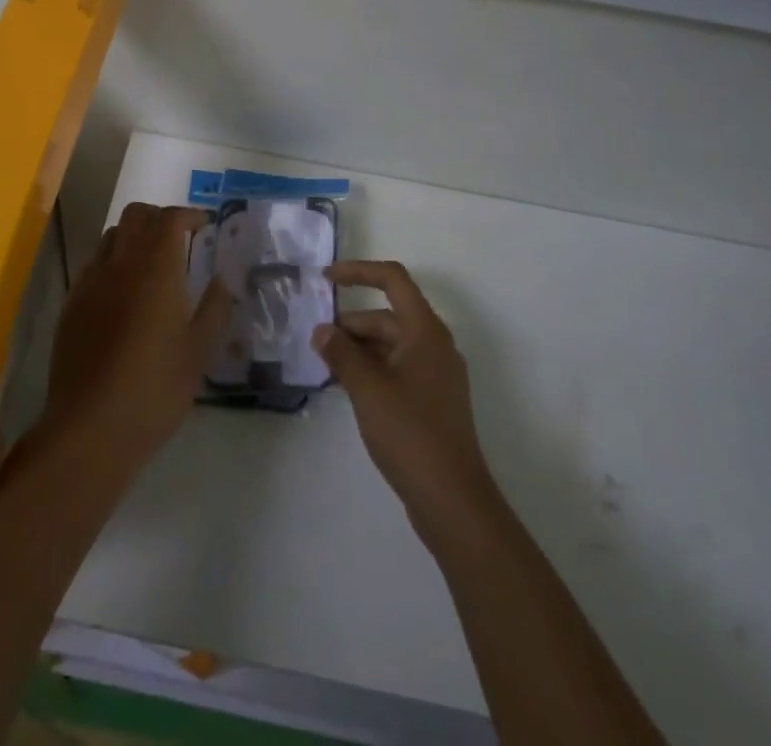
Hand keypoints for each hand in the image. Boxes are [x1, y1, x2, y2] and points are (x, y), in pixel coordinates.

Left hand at [43, 204, 231, 462]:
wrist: (90, 426)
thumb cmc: (155, 388)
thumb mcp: (199, 352)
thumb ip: (215, 307)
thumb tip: (224, 279)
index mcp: (156, 268)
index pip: (171, 219)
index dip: (189, 215)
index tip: (204, 227)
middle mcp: (121, 263)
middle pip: (137, 215)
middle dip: (160, 217)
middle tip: (179, 239)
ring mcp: (91, 281)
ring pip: (112, 235)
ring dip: (134, 235)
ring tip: (151, 263)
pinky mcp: (72, 303)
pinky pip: (94, 263)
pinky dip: (112, 261)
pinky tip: (122, 292)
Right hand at [316, 261, 499, 536]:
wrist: (452, 499)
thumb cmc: (410, 432)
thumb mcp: (367, 388)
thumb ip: (341, 353)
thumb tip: (322, 330)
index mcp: (425, 330)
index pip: (393, 280)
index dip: (359, 271)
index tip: (326, 279)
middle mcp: (435, 345)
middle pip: (389, 315)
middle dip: (352, 324)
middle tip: (317, 342)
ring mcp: (436, 375)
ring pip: (392, 345)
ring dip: (359, 349)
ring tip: (327, 366)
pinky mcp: (433, 401)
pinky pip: (398, 368)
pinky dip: (372, 369)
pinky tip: (348, 388)